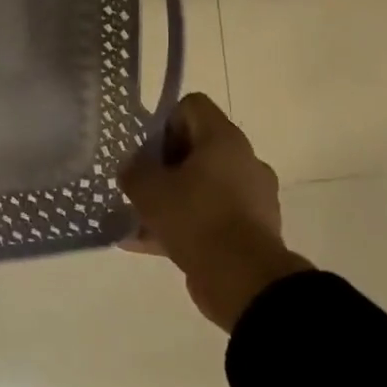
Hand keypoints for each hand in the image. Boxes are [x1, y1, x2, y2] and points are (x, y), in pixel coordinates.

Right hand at [118, 93, 309, 332]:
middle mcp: (244, 161)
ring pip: (203, 185)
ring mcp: (253, 197)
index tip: (146, 151)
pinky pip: (210, 216)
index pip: (191, 106)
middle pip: (196, 146)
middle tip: (140, 184)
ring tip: (139, 218)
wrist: (245, 280)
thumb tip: (133, 168)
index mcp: (224, 140)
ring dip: (173, 197)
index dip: (163, 122)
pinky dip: (185, 225)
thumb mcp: (147, 188)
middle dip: (164, 164)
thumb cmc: (195, 218)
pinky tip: (148, 243)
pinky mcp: (253, 229)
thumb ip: (133, 170)